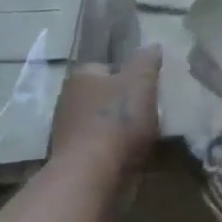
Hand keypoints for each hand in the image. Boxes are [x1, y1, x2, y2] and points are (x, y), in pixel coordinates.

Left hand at [50, 46, 161, 170]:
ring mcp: (68, 132)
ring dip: (120, 129)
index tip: (148, 87)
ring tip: (146, 136)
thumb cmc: (117, 121)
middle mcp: (69, 100)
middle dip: (124, 103)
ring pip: (102, 123)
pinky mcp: (74, 159)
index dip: (129, 75)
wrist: (92, 176)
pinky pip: (101, 148)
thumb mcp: (141, 82)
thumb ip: (147, 61)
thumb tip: (152, 45)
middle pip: (104, 96)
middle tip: (150, 111)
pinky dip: (115, 151)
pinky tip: (133, 156)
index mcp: (81, 77)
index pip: (107, 67)